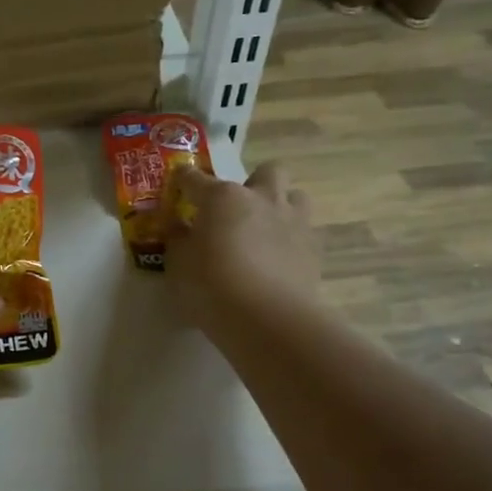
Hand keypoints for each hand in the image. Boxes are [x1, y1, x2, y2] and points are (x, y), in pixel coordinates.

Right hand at [164, 161, 319, 332]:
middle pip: (266, 171)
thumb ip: (178, 239)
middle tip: (236, 209)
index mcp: (222, 198)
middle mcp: (262, 199)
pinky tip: (279, 260)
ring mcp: (293, 221)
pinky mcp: (314, 249)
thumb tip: (179, 226)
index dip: (183, 179)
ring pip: (295, 196)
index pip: (195, 179)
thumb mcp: (178, 265)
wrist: (268, 319)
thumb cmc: (212, 287)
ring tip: (264, 230)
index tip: (177, 184)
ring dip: (280, 206)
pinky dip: (291, 240)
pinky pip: (304, 232)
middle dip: (252, 183)